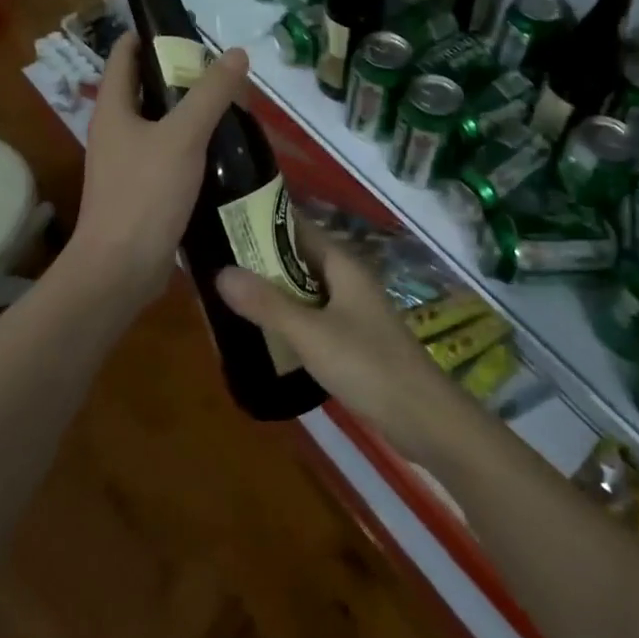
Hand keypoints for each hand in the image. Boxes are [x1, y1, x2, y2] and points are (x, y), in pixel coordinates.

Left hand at [64, 32, 249, 307]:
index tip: (187, 30)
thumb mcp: (183, 137)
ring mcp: (127, 164)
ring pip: (161, 126)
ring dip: (190, 115)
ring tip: (232, 109)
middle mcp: (115, 131)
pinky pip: (169, 158)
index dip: (150, 35)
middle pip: (146, 89)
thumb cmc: (145, 194)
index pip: (124, 54)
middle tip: (223, 73)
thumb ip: (211, 94)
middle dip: (181, 77)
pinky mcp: (142, 192)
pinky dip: (192, 149)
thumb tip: (236, 53)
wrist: (121, 268)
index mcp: (113, 108)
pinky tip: (223, 154)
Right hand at [217, 223, 475, 462]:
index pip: (299, 228)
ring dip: (274, 290)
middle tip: (216, 261)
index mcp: (343, 265)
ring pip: (306, 290)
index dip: (265, 223)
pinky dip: (289, 317)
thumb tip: (220, 272)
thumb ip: (267, 304)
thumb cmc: (367, 364)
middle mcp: (348, 280)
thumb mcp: (310, 333)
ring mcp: (353, 310)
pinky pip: (313, 316)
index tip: (226, 221)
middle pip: (300, 259)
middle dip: (263, 259)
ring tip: (230, 294)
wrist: (422, 416)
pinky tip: (264, 331)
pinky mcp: (353, 339)